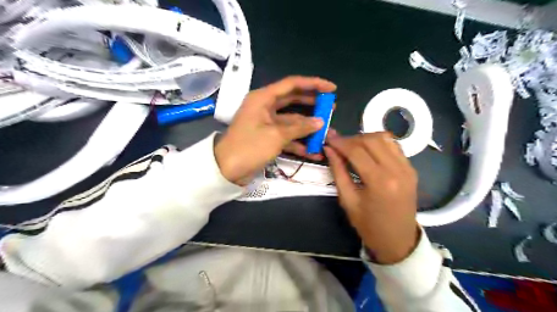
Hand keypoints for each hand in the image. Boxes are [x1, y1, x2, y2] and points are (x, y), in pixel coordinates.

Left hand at [214, 76, 334, 184]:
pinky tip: (313, 151)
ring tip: (328, 133)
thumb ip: (300, 127)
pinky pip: (287, 135)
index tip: (332, 89)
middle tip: (331, 108)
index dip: (313, 84)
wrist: (226, 170)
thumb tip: (320, 122)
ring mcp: (267, 123)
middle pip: (293, 101)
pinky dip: (299, 142)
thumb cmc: (249, 147)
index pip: (292, 84)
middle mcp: (265, 107)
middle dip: (313, 105)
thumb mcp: (276, 136)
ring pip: (292, 121)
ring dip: (308, 128)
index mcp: (263, 98)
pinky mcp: (268, 137)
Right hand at [325, 131, 419, 263]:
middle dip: (351, 139)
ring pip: (384, 138)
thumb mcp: (347, 200)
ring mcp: (407, 168)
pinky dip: (378, 143)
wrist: (398, 240)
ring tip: (352, 148)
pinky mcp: (411, 168)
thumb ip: (338, 171)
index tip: (328, 139)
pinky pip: (393, 146)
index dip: (340, 142)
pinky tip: (368, 151)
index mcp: (379, 182)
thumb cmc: (368, 225)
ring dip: (365, 138)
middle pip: (371, 140)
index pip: (356, 151)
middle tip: (338, 146)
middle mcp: (397, 170)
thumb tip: (329, 149)